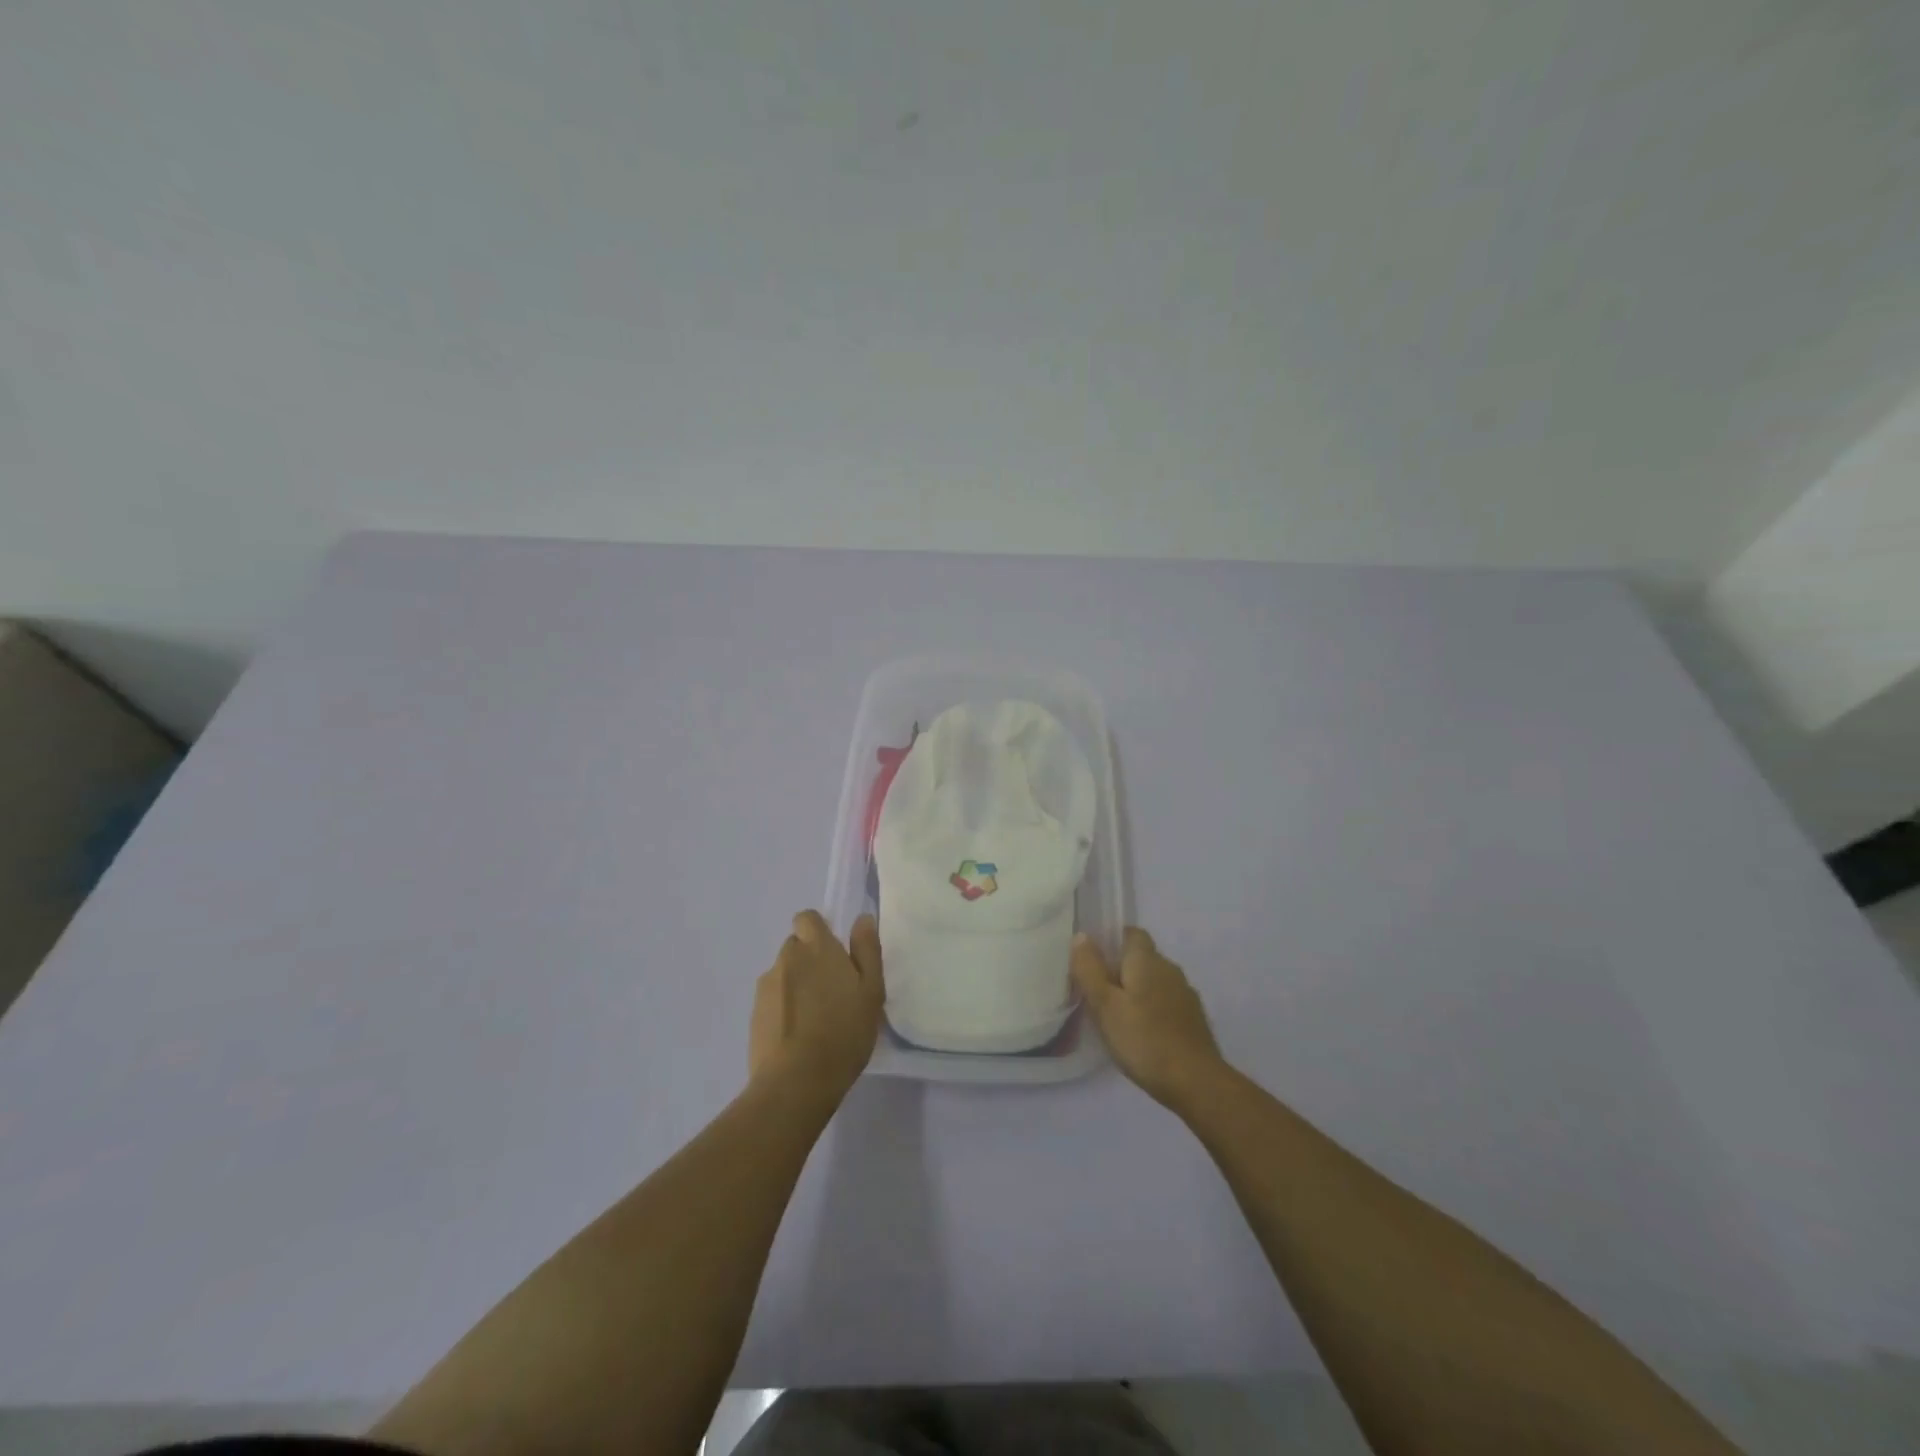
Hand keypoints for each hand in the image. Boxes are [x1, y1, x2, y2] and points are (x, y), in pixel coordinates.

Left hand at [749, 911, 884, 1107]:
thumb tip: (862, 918)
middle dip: (809, 961)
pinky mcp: (753, 1014)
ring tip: (814, 1018)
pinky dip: (783, 1009)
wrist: (796, 1081)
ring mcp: (766, 986)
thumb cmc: (844, 1031)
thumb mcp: (871, 990)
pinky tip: (797, 1035)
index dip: (818, 931)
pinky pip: (772, 1000)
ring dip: (795, 986)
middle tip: (831, 991)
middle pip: (795, 947)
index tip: (834, 954)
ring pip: (783, 974)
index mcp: (817, 947)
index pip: (807, 918)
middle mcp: (787, 958)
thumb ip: (867, 950)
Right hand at [1071, 927, 1224, 1109]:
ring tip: (1116, 1015)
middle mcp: (1170, 969)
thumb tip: (1081, 935)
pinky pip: (1166, 1003)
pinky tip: (1141, 1033)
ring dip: (1137, 991)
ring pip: (1155, 982)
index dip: (1112, 940)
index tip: (1093, 960)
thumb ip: (1090, 969)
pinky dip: (1152, 1010)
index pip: (1131, 933)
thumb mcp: (1105, 1005)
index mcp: (1148, 960)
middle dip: (1121, 969)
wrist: (1197, 1082)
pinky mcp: (1193, 1019)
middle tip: (1097, 992)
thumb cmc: (1144, 1040)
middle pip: (1142, 958)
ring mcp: (1185, 995)